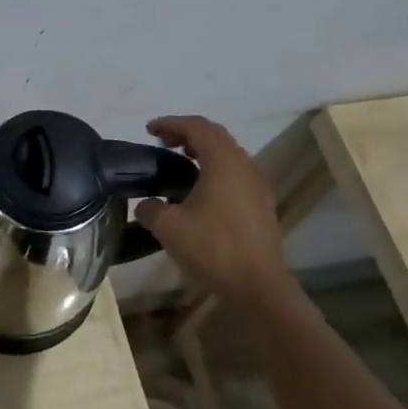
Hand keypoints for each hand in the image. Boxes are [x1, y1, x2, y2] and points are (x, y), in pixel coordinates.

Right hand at [135, 115, 298, 307]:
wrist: (257, 285)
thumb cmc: (212, 248)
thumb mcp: (168, 227)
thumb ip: (150, 208)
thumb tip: (147, 204)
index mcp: (223, 161)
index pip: (196, 127)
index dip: (170, 123)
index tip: (149, 130)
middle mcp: (244, 165)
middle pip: (215, 136)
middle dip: (187, 134)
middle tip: (162, 143)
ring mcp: (256, 185)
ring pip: (227, 155)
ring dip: (202, 152)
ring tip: (177, 164)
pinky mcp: (260, 204)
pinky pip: (234, 174)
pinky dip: (213, 170)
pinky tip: (197, 192)